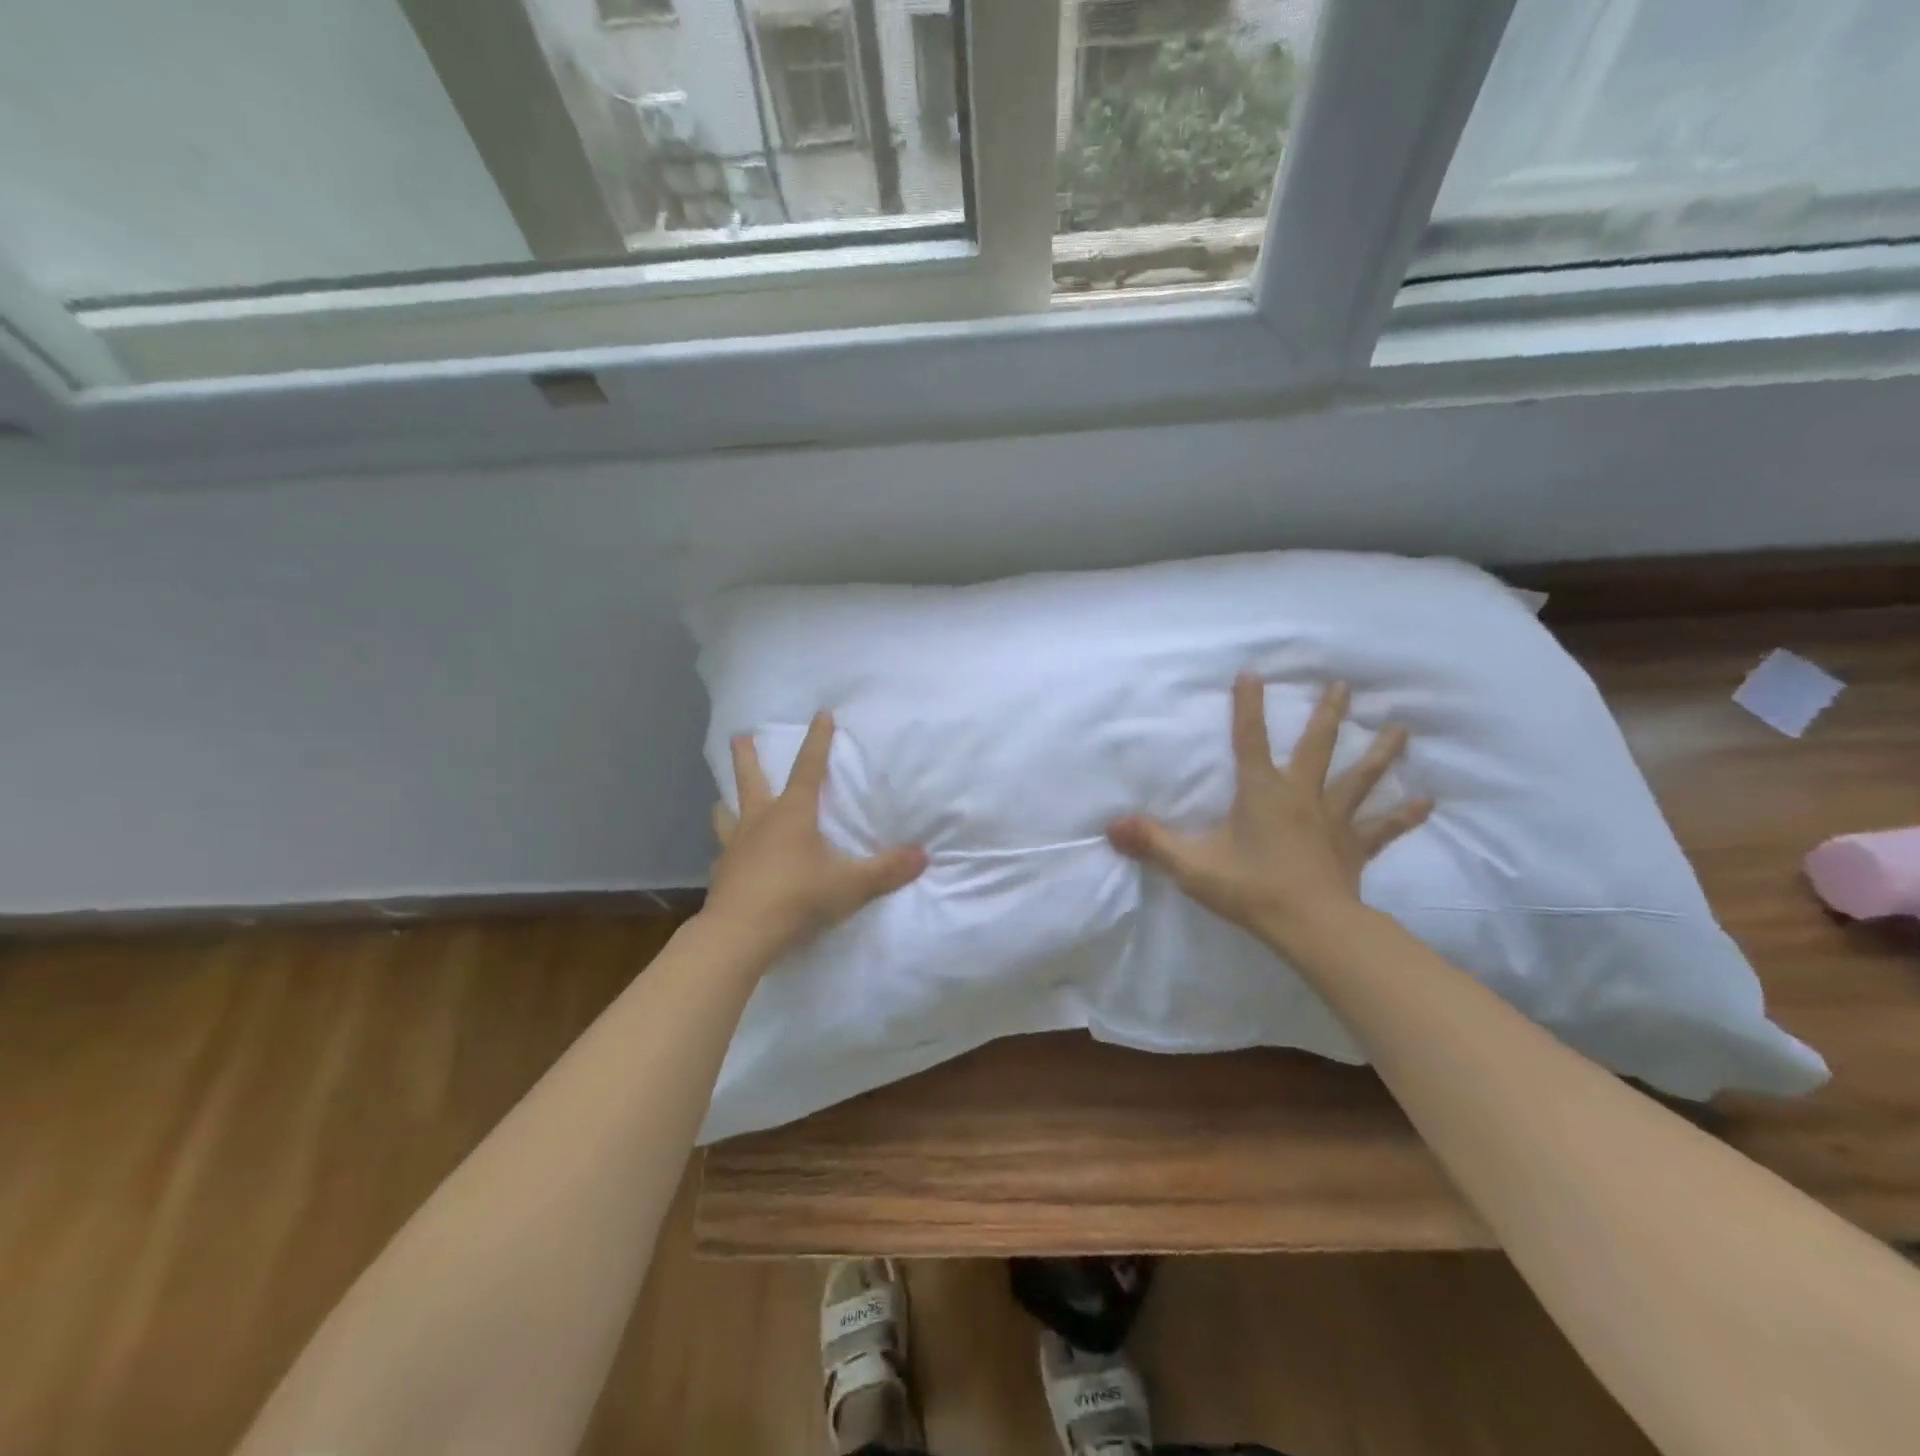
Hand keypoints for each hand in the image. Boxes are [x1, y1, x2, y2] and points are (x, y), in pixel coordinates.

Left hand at [704, 712, 927, 961]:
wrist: (740, 934)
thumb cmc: (798, 899)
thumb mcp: (850, 886)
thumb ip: (887, 870)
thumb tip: (923, 855)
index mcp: (792, 814)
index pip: (808, 768)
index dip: (817, 741)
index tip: (821, 713)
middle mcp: (760, 821)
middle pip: (751, 779)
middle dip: (747, 756)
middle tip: (739, 736)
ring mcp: (735, 847)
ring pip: (725, 814)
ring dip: (726, 803)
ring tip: (724, 801)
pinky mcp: (721, 873)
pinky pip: (723, 854)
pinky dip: (727, 851)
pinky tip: (730, 860)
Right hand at [1107, 676, 1431, 957]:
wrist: (1311, 927)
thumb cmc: (1249, 889)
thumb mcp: (1191, 866)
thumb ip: (1151, 843)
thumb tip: (1110, 826)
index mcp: (1262, 792)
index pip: (1249, 739)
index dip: (1248, 706)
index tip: (1252, 673)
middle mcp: (1302, 795)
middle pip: (1317, 746)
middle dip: (1327, 713)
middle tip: (1343, 685)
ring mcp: (1334, 820)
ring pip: (1359, 778)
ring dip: (1379, 752)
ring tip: (1400, 727)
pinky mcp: (1355, 847)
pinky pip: (1383, 828)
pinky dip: (1404, 815)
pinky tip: (1427, 801)